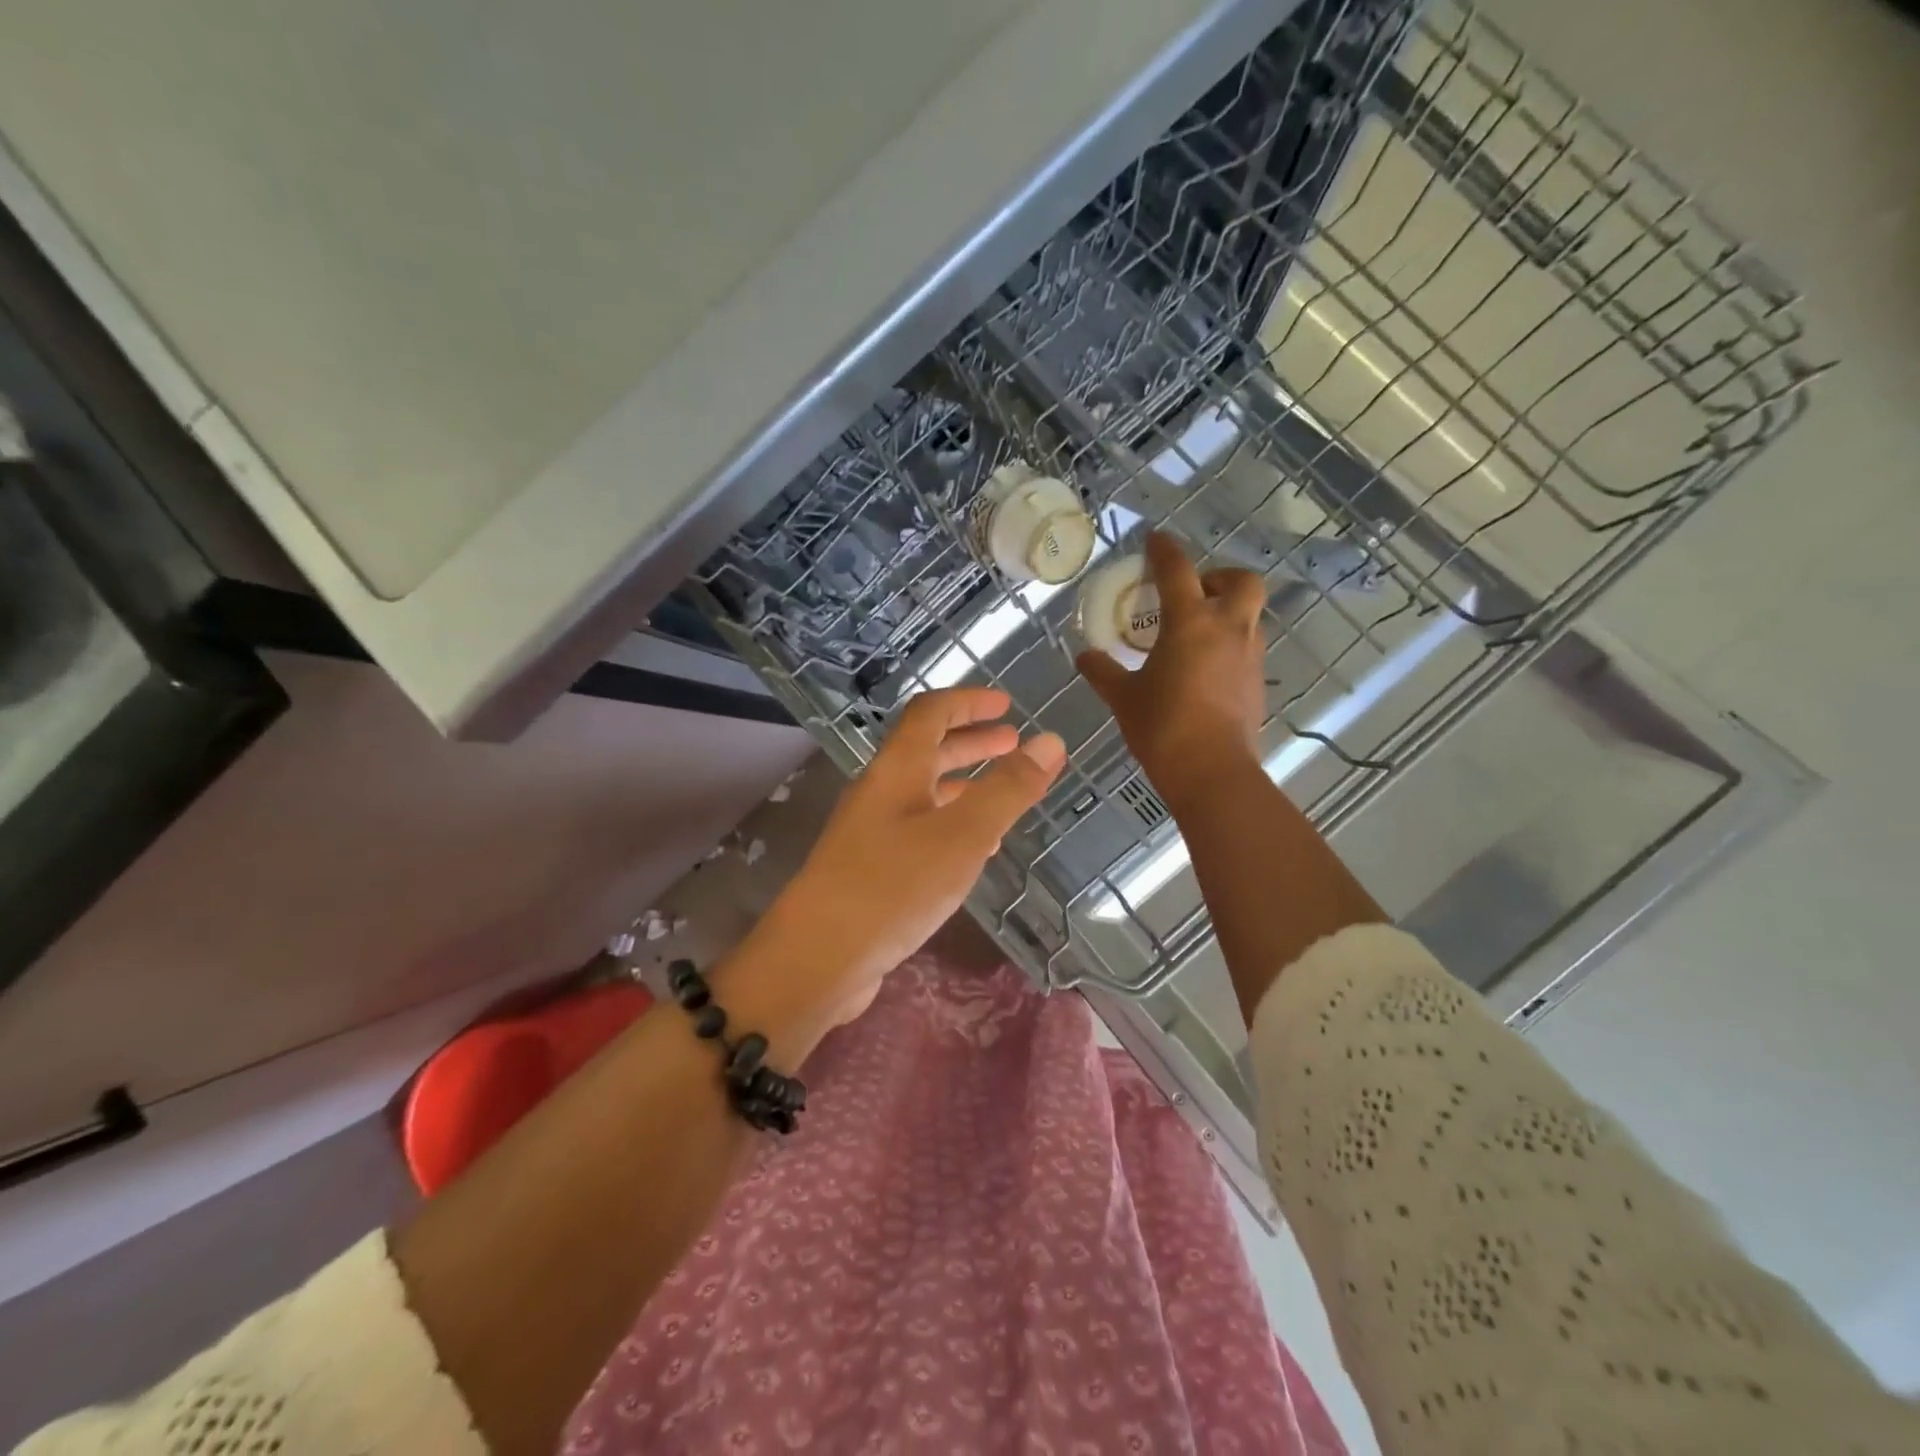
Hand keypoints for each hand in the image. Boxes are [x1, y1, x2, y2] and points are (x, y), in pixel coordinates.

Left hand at [761, 687, 1064, 1026]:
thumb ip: (1008, 788)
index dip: (969, 702)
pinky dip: (951, 824)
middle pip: (928, 751)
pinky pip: (918, 830)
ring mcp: (872, 831)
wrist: (820, 957)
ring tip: (1003, 794)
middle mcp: (881, 792)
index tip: (1007, 705)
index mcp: (897, 769)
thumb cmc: (894, 885)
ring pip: (924, 792)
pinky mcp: (871, 868)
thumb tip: (1050, 741)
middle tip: (1013, 744)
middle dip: (972, 743)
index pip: (932, 714)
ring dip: (964, 784)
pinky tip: (973, 849)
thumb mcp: (963, 834)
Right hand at [1077, 531, 1267, 810]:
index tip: (1154, 540)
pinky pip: (1247, 646)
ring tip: (1195, 632)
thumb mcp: (1123, 698)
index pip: (1177, 570)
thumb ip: (1103, 672)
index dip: (1164, 549)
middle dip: (1220, 576)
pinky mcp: (1257, 682)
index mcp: (1190, 623)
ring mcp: (1249, 655)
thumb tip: (1083, 657)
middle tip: (1193, 592)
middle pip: (1241, 580)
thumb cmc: (1162, 727)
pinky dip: (1229, 643)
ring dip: (1226, 611)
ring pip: (1249, 614)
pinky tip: (1205, 666)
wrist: (1211, 772)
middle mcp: (1228, 629)